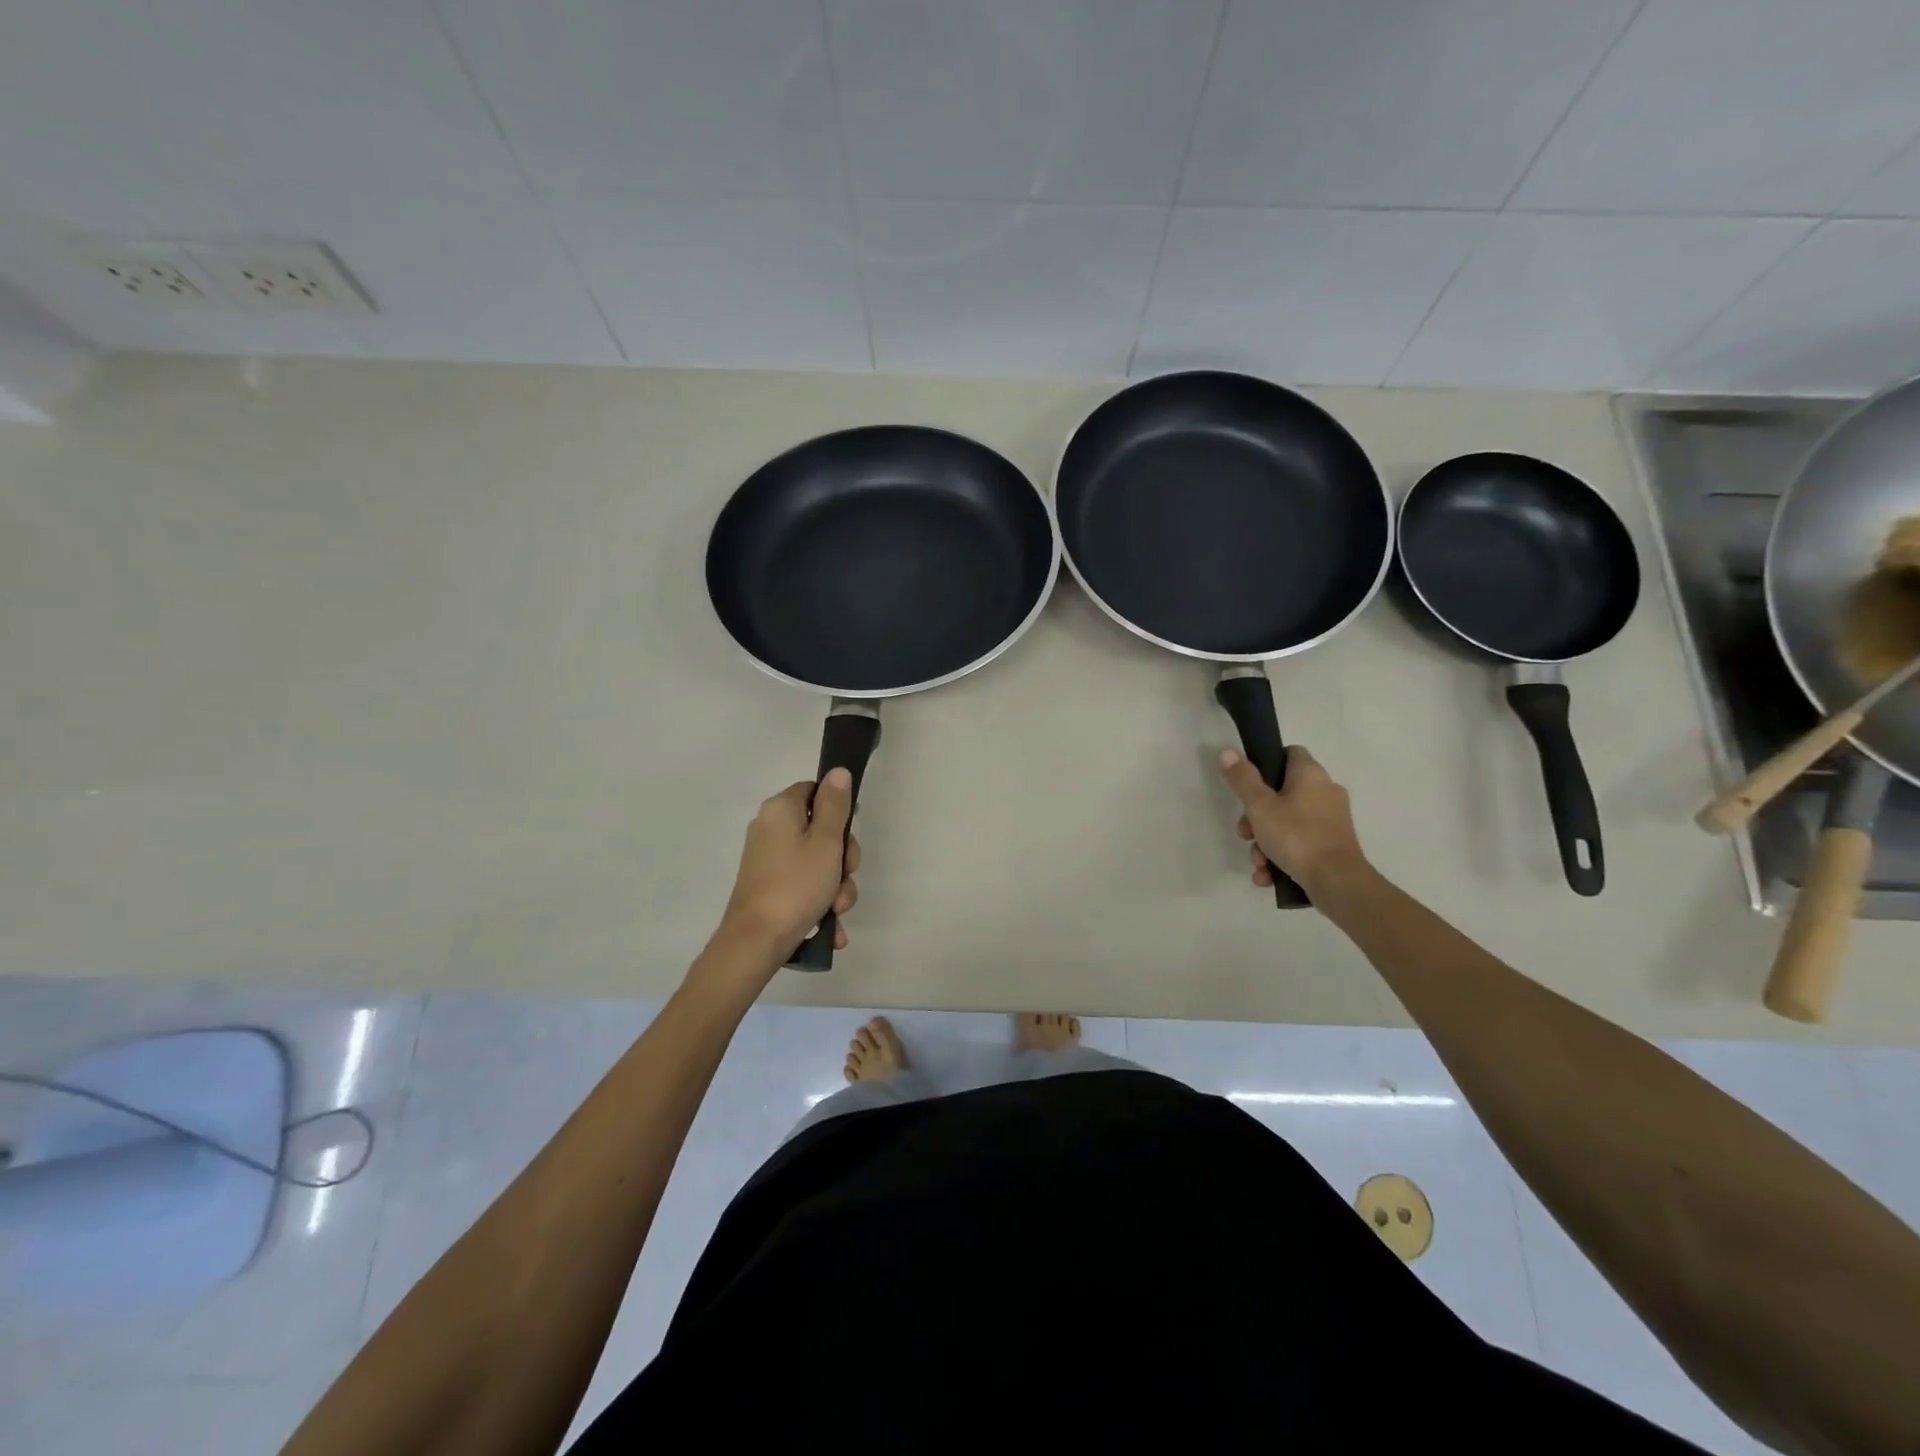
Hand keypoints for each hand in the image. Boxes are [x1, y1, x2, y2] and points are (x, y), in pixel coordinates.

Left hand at [718, 770, 860, 955]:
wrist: (756, 941)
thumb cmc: (796, 885)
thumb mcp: (826, 842)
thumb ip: (835, 805)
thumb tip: (838, 771)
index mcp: (780, 809)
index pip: (815, 791)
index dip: (839, 810)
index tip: (849, 836)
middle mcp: (770, 828)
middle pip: (820, 829)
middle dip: (842, 858)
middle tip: (846, 876)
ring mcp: (769, 859)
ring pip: (818, 861)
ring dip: (836, 886)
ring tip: (837, 910)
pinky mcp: (770, 885)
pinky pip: (804, 884)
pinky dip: (820, 901)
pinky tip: (831, 926)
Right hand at [1219, 745, 1370, 898]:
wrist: (1338, 882)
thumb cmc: (1296, 836)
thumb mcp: (1260, 807)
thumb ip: (1243, 779)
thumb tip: (1228, 751)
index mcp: (1311, 775)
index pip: (1289, 753)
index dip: (1266, 763)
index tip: (1248, 784)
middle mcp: (1325, 791)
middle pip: (1281, 794)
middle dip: (1256, 817)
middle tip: (1245, 834)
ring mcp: (1331, 819)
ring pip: (1288, 822)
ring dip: (1266, 842)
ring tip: (1258, 864)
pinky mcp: (1333, 844)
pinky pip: (1300, 842)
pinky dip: (1282, 856)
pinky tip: (1268, 876)